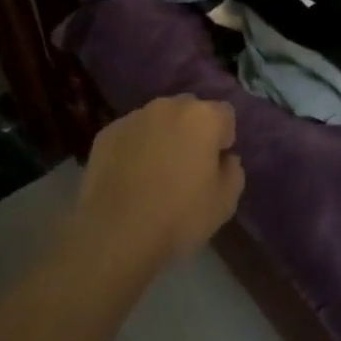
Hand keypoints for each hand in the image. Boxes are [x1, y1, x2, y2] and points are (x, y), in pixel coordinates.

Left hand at [76, 96, 243, 267]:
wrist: (116, 234)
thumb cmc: (179, 217)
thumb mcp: (225, 202)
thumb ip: (233, 170)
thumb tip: (224, 158)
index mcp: (202, 117)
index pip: (225, 114)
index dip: (223, 139)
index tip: (215, 165)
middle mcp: (168, 106)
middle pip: (189, 110)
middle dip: (193, 131)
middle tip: (187, 166)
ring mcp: (133, 117)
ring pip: (157, 120)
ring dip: (162, 136)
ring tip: (155, 173)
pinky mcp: (106, 133)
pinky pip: (131, 134)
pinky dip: (134, 147)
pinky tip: (130, 178)